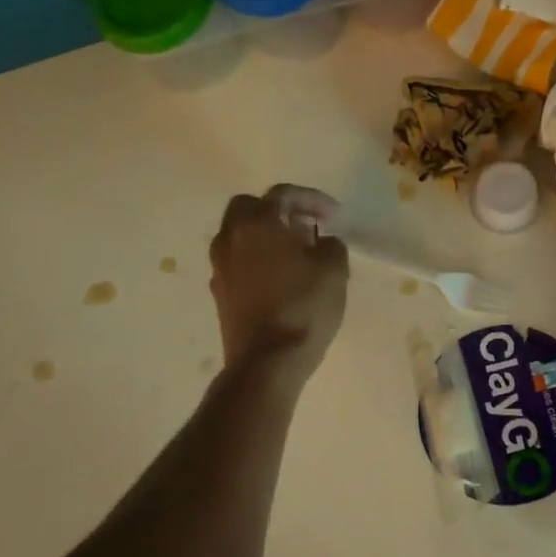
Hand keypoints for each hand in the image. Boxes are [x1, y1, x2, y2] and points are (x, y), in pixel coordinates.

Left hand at [208, 186, 348, 381]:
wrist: (267, 362)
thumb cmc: (304, 308)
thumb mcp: (334, 270)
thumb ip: (331, 245)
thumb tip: (321, 242)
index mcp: (258, 223)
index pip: (283, 194)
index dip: (312, 199)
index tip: (334, 215)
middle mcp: (230, 237)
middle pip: (249, 208)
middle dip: (279, 210)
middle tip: (306, 225)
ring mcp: (220, 266)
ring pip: (239, 235)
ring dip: (265, 235)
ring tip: (296, 252)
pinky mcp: (220, 292)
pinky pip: (238, 261)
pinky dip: (257, 258)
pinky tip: (281, 277)